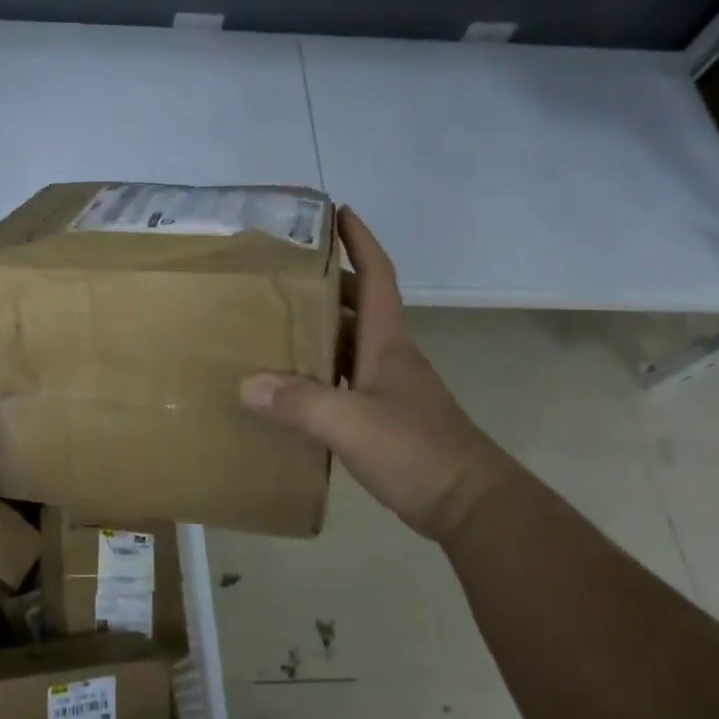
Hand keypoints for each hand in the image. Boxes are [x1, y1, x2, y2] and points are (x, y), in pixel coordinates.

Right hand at [239, 208, 507, 535]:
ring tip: (278, 323)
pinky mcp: (387, 419)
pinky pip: (347, 380)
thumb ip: (300, 401)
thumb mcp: (352, 422)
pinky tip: (294, 387)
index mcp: (387, 343)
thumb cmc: (417, 450)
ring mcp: (391, 389)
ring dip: (322, 327)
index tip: (340, 212)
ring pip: (351, 344)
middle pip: (360, 306)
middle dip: (330, 282)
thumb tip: (247, 383)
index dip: (361, 241)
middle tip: (285, 272)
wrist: (470, 506)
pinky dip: (322, 372)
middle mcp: (390, 357)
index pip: (377, 276)